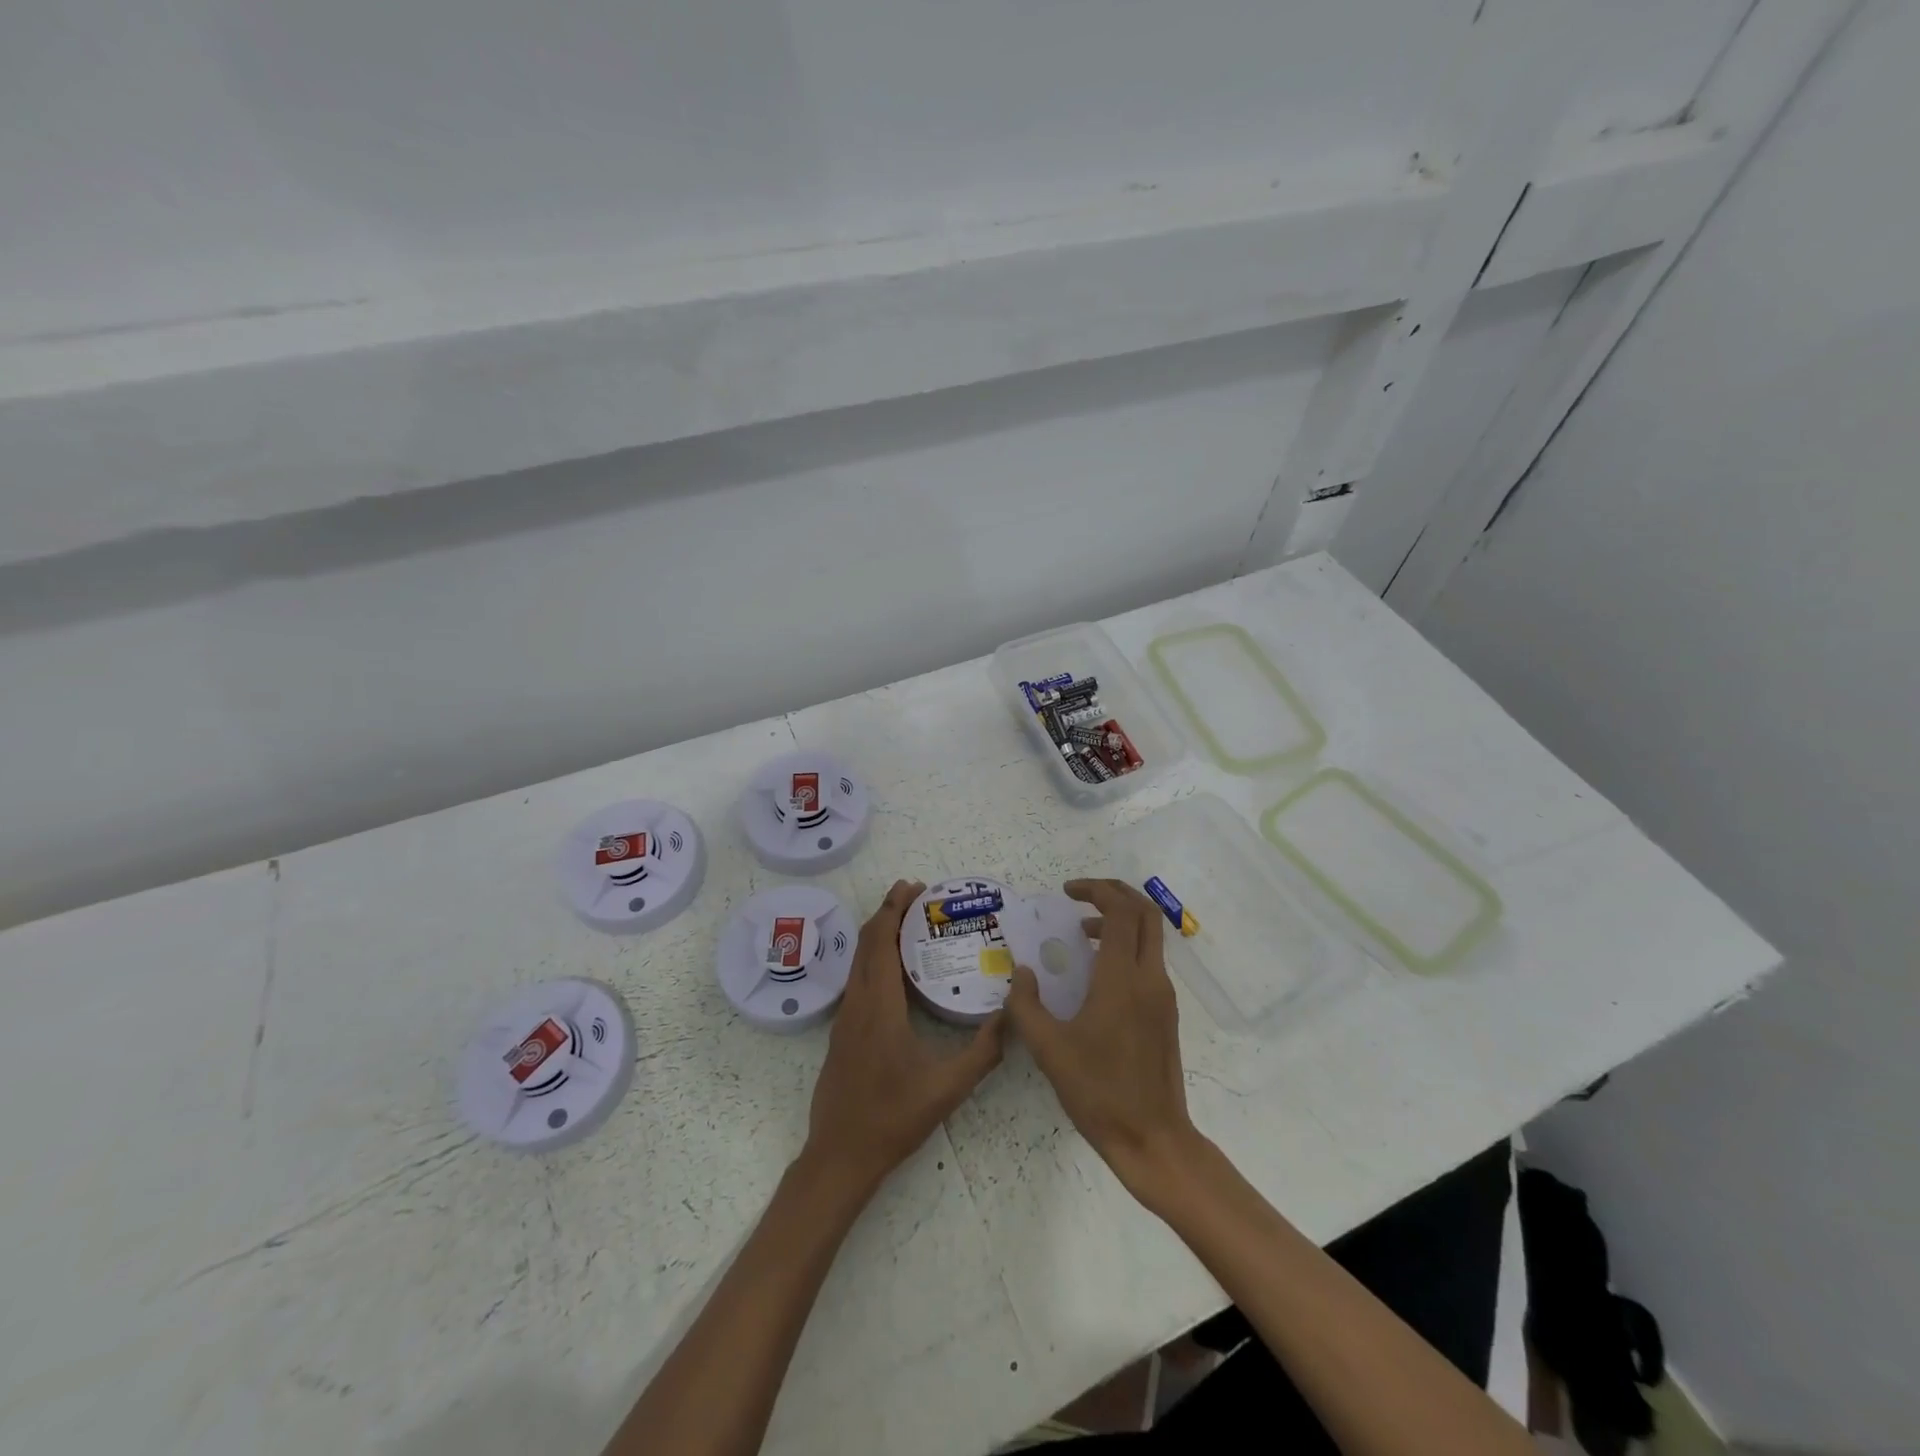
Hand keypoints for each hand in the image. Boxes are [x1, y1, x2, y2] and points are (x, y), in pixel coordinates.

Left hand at [802, 879, 1005, 1195]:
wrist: (840, 1156)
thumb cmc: (893, 1118)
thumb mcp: (948, 1088)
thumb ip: (984, 1052)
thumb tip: (1011, 1015)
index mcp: (878, 1006)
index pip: (880, 942)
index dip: (893, 909)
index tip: (913, 887)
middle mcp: (857, 1003)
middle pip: (866, 943)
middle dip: (887, 913)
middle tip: (917, 897)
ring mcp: (845, 1018)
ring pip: (859, 961)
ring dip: (879, 935)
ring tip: (908, 924)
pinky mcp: (842, 1033)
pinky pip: (858, 980)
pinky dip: (874, 959)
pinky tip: (896, 972)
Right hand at [1004, 878, 1200, 1201]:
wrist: (1152, 1138)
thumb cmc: (1098, 1092)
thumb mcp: (1048, 1049)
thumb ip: (1026, 1005)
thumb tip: (1022, 973)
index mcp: (1122, 979)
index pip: (1121, 911)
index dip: (1096, 890)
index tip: (1067, 892)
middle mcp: (1149, 978)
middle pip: (1145, 913)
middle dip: (1115, 893)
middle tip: (1081, 895)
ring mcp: (1163, 996)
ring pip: (1151, 936)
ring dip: (1120, 921)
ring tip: (1084, 932)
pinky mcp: (1166, 1013)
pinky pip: (1150, 960)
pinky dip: (1127, 946)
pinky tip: (1098, 971)